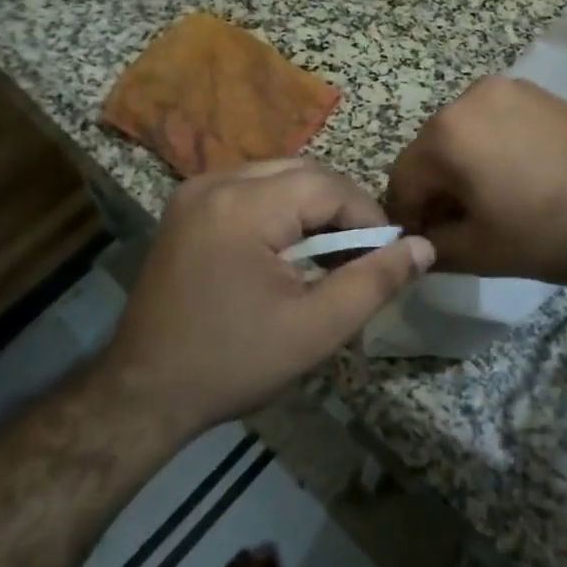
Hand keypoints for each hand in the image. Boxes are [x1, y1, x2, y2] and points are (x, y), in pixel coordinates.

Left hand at [102, 160, 433, 431]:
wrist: (143, 393)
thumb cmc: (233, 363)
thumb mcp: (315, 328)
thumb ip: (374, 281)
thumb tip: (423, 247)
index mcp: (243, 205)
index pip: (328, 186)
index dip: (367, 216)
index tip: (386, 255)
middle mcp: (215, 182)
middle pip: (302, 173)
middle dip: (340, 209)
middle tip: (359, 256)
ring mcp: (195, 191)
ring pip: (277, 177)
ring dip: (311, 208)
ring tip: (328, 255)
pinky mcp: (185, 207)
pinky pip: (250, 189)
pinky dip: (279, 210)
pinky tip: (286, 250)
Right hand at [385, 77, 566, 282]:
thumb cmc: (551, 231)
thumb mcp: (481, 252)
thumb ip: (433, 248)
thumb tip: (415, 245)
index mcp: (445, 133)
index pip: (402, 180)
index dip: (407, 219)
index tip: (425, 247)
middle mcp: (468, 98)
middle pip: (432, 153)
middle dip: (437, 192)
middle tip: (460, 231)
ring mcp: (507, 89)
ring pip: (464, 137)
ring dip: (465, 171)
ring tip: (495, 206)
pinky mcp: (537, 94)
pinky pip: (495, 124)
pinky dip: (493, 151)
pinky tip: (520, 182)